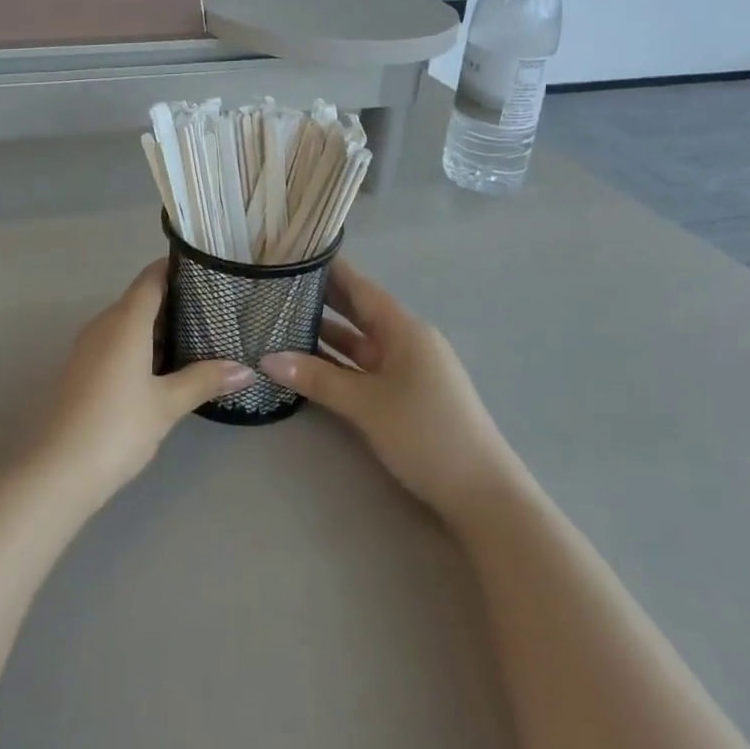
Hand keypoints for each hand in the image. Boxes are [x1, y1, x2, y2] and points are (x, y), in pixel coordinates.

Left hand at [35, 260, 252, 501]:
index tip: (207, 270)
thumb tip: (245, 369)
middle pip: (140, 298)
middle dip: (174, 300)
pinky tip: (163, 368)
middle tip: (214, 308)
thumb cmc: (117, 427)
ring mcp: (88, 346)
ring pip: (127, 322)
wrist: (57, 470)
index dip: (176, 268)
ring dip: (157, 326)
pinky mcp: (81, 369)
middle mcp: (103, 324)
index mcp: (125, 320)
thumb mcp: (167, 404)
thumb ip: (204, 380)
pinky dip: (140, 345)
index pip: (151, 277)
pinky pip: (116, 342)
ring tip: (197, 336)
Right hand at [259, 258, 526, 523]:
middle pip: (359, 312)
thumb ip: (316, 377)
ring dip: (327, 335)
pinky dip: (340, 363)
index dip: (330, 270)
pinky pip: (366, 367)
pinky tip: (310, 363)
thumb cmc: (425, 434)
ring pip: (360, 342)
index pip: (360, 288)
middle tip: (279, 286)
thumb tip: (266, 357)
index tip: (296, 254)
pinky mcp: (408, 395)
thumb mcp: (365, 404)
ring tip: (284, 322)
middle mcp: (407, 341)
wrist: (483, 494)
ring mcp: (409, 369)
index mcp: (404, 330)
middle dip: (322, 300)